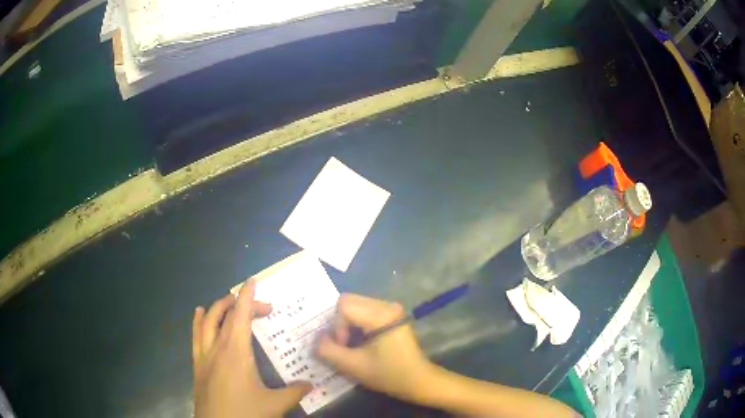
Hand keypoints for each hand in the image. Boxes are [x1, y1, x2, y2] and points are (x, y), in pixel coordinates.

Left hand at [192, 280, 311, 417]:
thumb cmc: (245, 413)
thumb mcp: (274, 405)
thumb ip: (294, 392)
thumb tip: (311, 384)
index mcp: (236, 351)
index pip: (240, 315)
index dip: (247, 296)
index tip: (254, 281)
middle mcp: (217, 347)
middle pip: (224, 314)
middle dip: (240, 303)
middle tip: (261, 308)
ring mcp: (204, 355)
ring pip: (207, 321)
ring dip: (218, 307)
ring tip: (229, 302)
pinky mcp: (197, 365)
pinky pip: (195, 335)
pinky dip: (198, 321)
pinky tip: (199, 314)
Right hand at [315, 294, 433, 401]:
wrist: (417, 380)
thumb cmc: (388, 374)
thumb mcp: (352, 366)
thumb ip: (328, 350)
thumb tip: (317, 337)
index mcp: (381, 314)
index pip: (343, 306)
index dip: (337, 327)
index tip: (345, 347)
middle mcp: (387, 305)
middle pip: (348, 301)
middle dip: (340, 324)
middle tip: (346, 345)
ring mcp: (391, 308)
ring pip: (355, 305)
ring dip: (348, 324)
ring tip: (353, 345)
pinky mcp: (392, 314)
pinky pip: (364, 310)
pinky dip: (356, 324)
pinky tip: (361, 341)